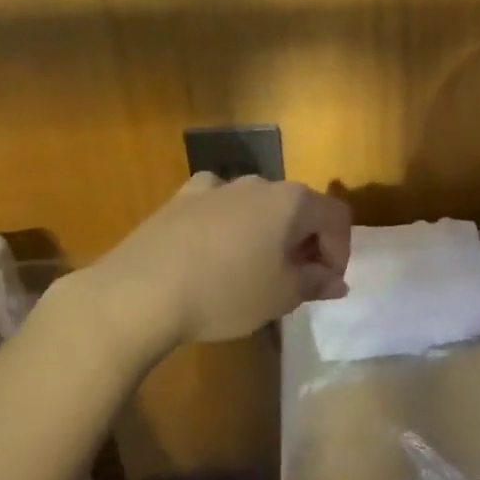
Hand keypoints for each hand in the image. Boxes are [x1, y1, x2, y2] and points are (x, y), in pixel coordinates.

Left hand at [70, 174, 351, 348]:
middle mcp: (259, 183)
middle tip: (297, 281)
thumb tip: (336, 281)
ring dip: (269, 233)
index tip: (326, 285)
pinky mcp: (181, 199)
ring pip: (259, 206)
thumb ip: (315, 283)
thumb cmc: (226, 292)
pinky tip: (216, 248)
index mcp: (293, 201)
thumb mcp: (282, 296)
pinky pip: (220, 205)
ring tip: (256, 269)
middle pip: (299, 208)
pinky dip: (229, 223)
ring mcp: (217, 186)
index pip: (336, 218)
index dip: (340, 252)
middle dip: (306, 243)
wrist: (139, 292)